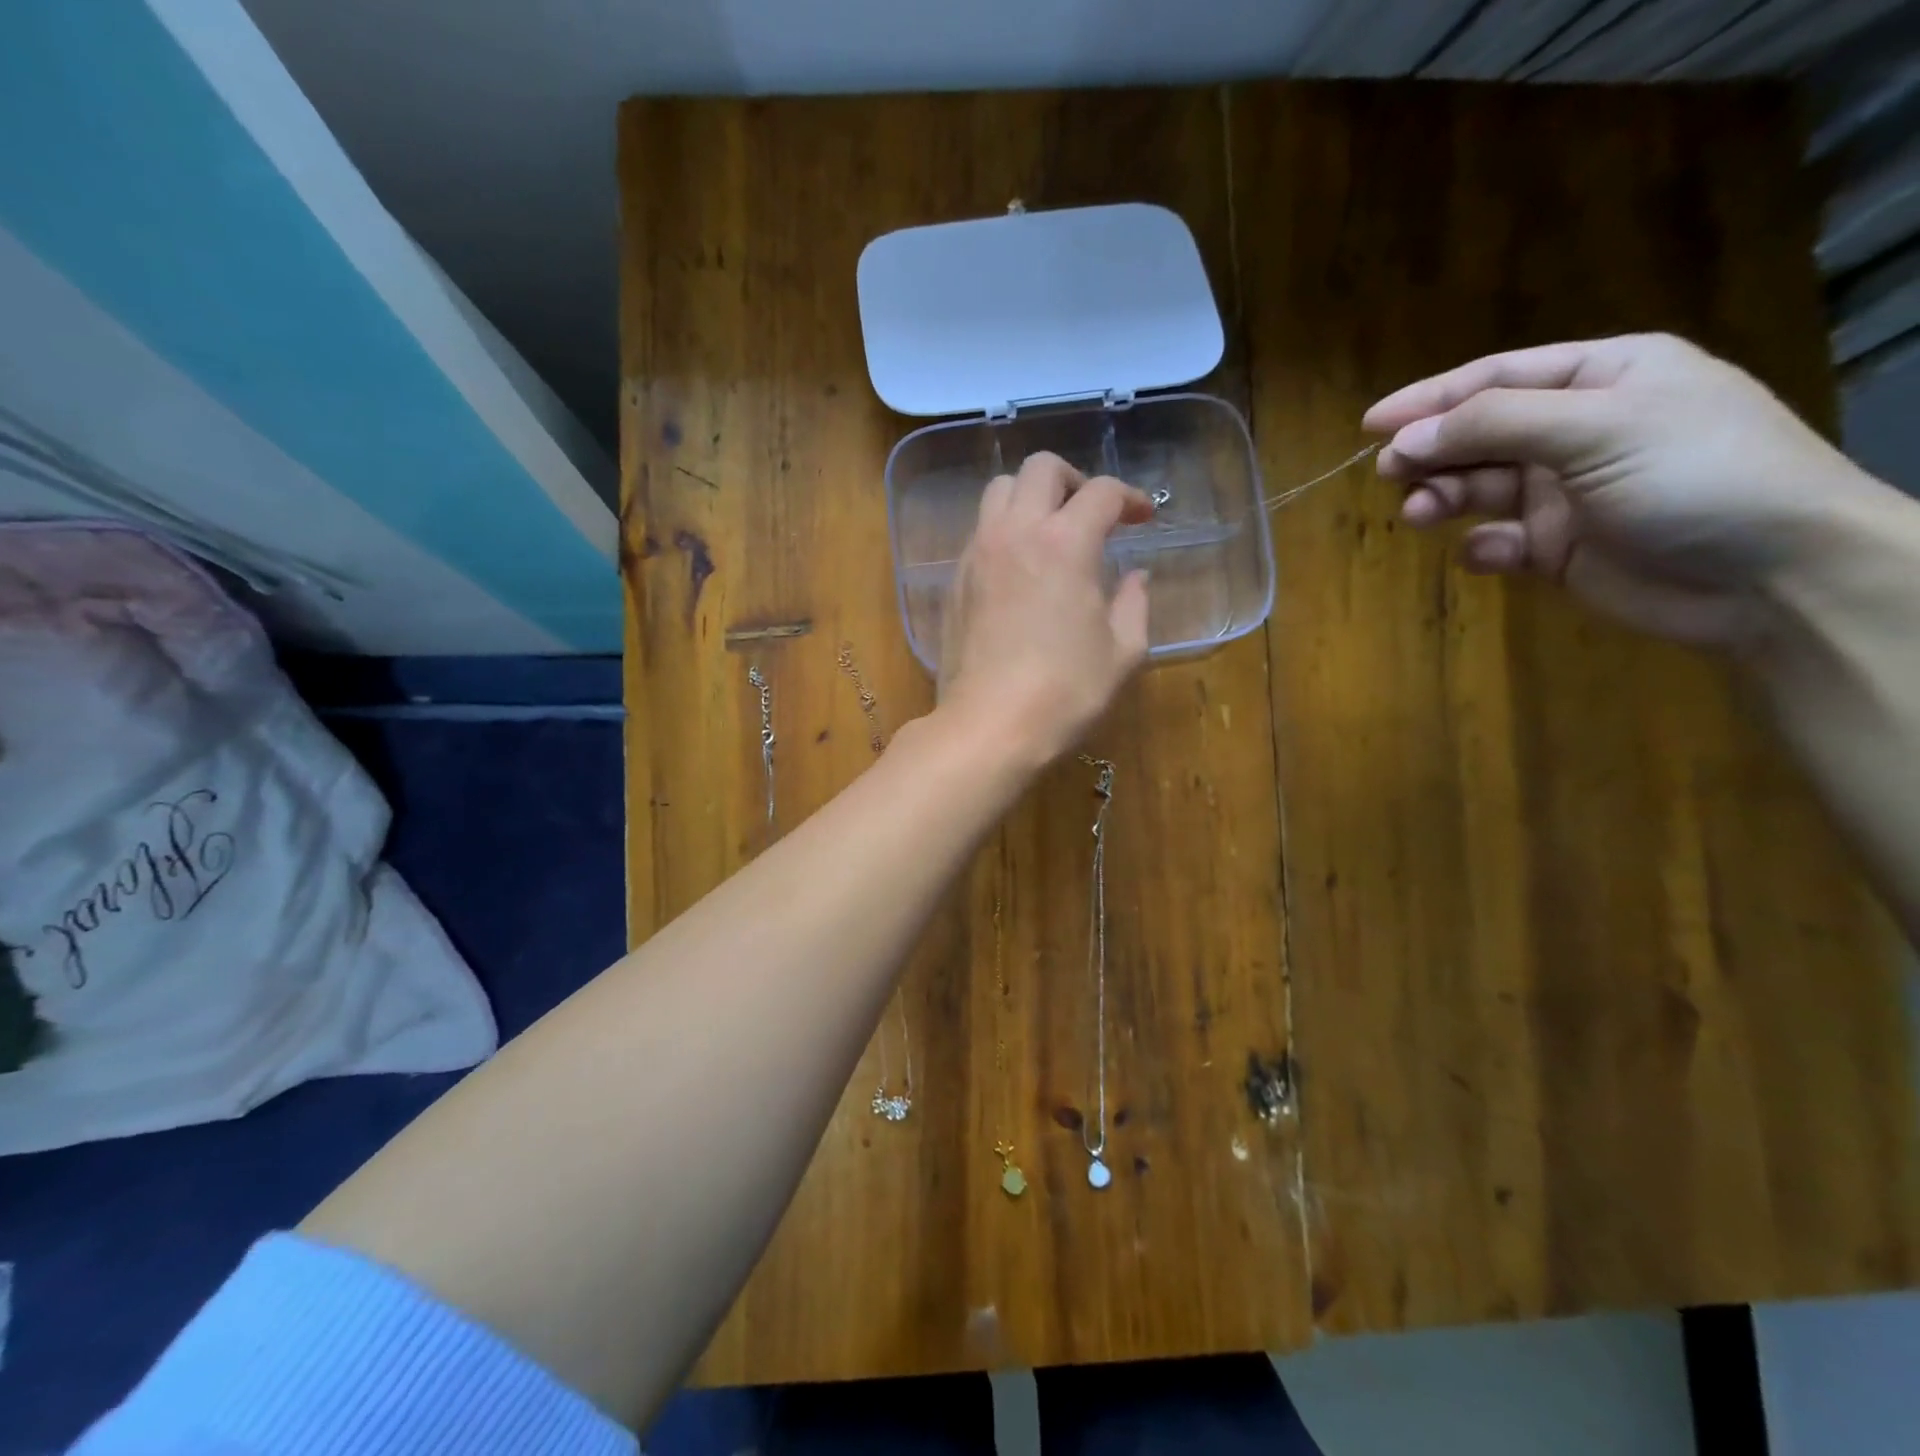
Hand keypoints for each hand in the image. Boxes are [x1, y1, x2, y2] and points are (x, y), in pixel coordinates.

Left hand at [937, 451, 1153, 766]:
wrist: (988, 726)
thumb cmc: (1064, 692)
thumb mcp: (1122, 653)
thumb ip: (1134, 604)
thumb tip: (1136, 578)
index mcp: (1065, 543)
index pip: (1102, 492)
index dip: (1130, 498)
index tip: (1143, 519)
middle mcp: (1016, 533)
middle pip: (1040, 469)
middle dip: (1074, 479)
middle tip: (1092, 514)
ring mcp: (977, 554)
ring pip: (999, 491)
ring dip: (1030, 497)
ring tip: (1051, 532)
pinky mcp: (955, 580)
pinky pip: (979, 530)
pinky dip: (1004, 530)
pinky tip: (1020, 567)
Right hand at [1365, 333, 1894, 651]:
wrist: (1769, 577)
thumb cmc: (1695, 476)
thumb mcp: (1597, 429)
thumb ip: (1495, 425)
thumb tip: (1403, 439)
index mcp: (1603, 378)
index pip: (1498, 377)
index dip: (1431, 398)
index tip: (1371, 424)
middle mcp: (1578, 430)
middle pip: (1479, 433)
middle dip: (1432, 452)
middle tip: (1388, 473)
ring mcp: (1565, 492)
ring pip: (1478, 487)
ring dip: (1443, 497)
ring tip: (1419, 515)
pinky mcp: (1556, 547)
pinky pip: (1497, 540)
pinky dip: (1482, 547)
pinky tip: (1489, 554)